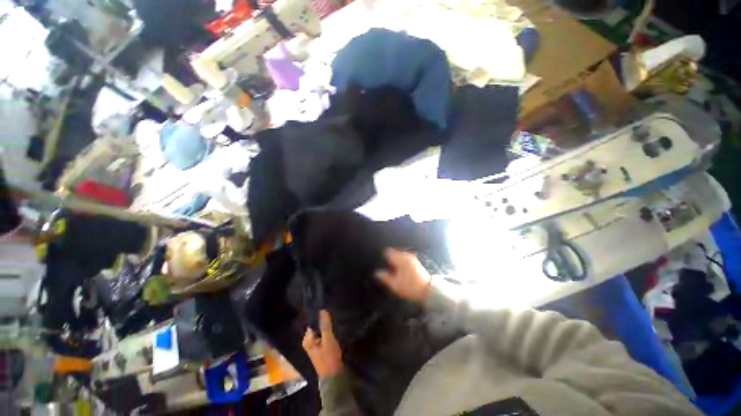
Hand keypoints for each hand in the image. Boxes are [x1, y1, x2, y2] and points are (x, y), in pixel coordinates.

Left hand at [302, 310, 342, 378]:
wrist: (334, 377)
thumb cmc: (329, 358)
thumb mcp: (328, 340)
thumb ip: (325, 325)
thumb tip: (322, 309)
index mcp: (307, 339)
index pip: (312, 321)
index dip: (320, 314)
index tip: (327, 306)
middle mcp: (309, 340)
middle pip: (317, 325)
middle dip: (324, 319)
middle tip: (333, 311)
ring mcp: (315, 344)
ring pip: (321, 329)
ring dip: (327, 325)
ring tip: (335, 316)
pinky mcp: (322, 347)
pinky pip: (324, 334)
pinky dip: (329, 330)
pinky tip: (335, 326)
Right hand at [375, 248, 431, 302]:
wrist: (428, 290)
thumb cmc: (410, 286)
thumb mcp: (395, 284)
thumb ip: (384, 277)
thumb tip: (376, 272)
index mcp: (400, 258)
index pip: (387, 252)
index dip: (382, 258)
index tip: (380, 264)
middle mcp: (406, 255)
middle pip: (393, 253)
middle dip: (388, 260)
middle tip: (385, 269)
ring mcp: (411, 257)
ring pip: (398, 256)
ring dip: (394, 261)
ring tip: (392, 271)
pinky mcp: (415, 261)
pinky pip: (404, 258)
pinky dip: (400, 263)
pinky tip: (399, 271)